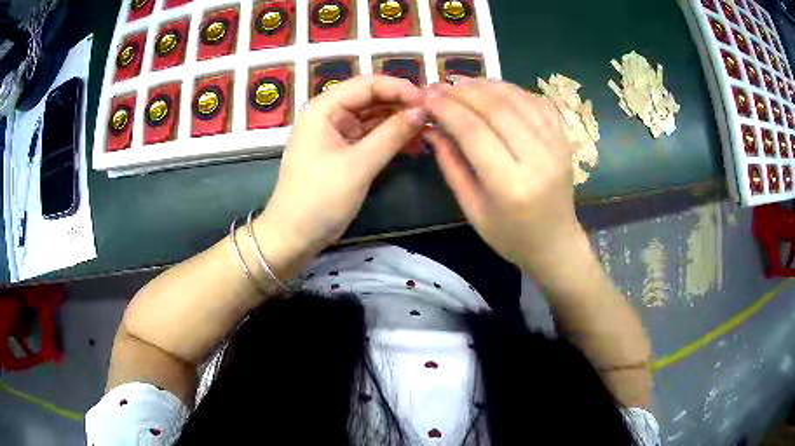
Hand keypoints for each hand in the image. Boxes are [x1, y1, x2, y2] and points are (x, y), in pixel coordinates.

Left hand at [255, 76, 426, 279]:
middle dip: (401, 105)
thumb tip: (423, 111)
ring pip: (373, 117)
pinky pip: (370, 136)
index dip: (400, 88)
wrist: (293, 237)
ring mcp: (335, 133)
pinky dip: (390, 138)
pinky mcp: (342, 152)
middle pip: (371, 98)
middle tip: (433, 116)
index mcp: (324, 108)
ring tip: (428, 131)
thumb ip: (392, 134)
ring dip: (398, 122)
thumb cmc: (320, 198)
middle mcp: (329, 114)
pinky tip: (412, 145)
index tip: (429, 102)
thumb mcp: (359, 164)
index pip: (367, 84)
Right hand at [424, 78, 586, 279]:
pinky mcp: (564, 139)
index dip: (446, 108)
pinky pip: (536, 101)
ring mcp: (556, 146)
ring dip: (485, 84)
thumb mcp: (472, 209)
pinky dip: (511, 90)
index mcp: (510, 186)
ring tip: (460, 84)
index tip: (426, 96)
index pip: (473, 131)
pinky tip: (492, 91)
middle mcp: (537, 159)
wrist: (556, 243)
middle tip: (438, 86)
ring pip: (517, 98)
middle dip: (461, 92)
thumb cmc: (510, 236)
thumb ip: (451, 165)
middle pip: (495, 108)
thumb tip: (430, 127)